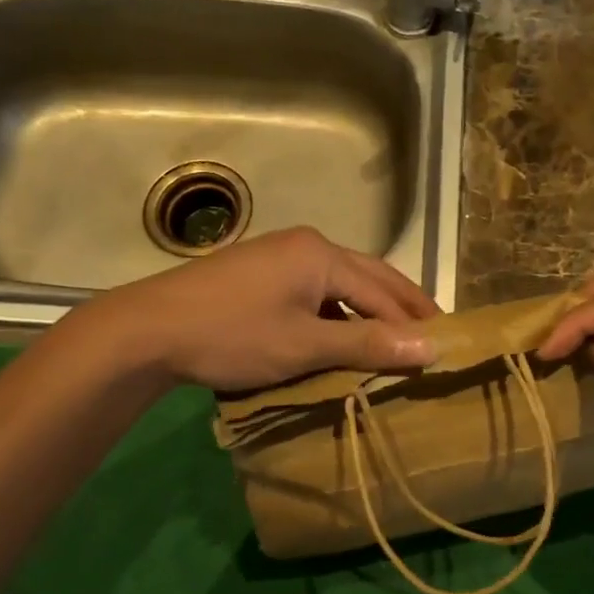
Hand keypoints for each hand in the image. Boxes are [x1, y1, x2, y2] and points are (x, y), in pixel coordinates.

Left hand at [87, 227, 437, 391]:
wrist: (148, 330)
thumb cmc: (232, 336)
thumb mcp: (304, 345)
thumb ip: (367, 345)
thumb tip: (431, 347)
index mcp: (321, 254)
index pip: (383, 290)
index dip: (414, 320)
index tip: (445, 345)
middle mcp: (306, 245)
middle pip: (368, 276)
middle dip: (402, 304)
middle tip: (435, 330)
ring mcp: (279, 256)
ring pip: (341, 283)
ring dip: (370, 309)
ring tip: (396, 336)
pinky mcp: (259, 274)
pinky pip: (315, 290)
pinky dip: (338, 312)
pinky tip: (343, 335)